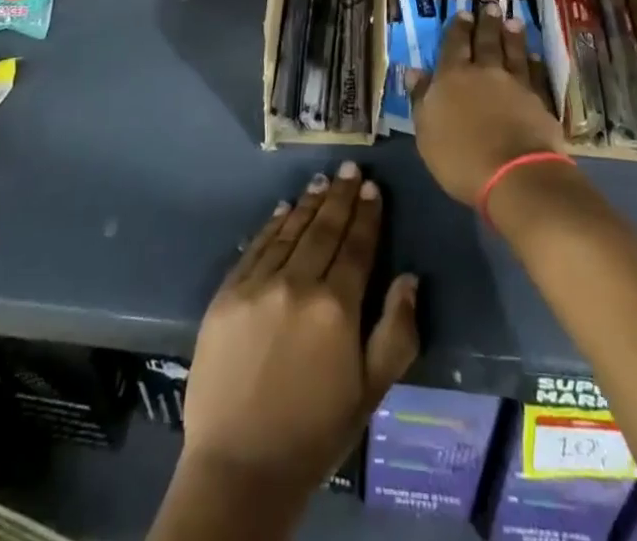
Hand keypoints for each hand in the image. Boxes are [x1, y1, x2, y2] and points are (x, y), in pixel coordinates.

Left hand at [182, 163, 420, 495]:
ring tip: (323, 181)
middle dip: (341, 196)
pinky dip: (273, 225)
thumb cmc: (315, 432)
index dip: (368, 215)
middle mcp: (298, 284)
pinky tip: (284, 209)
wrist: (240, 468)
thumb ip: (396, 331)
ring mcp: (258, 285)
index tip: (373, 188)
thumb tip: (408, 278)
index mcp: (337, 307)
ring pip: (291, 231)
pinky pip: (256, 247)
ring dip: (310, 204)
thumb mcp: (371, 392)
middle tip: (350, 168)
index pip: (357, 246)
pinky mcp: (228, 293)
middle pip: (325, 229)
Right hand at [409, 7, 565, 204]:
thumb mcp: (426, 132)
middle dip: (486, 23)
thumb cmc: (460, 158)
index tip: (463, 13)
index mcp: (452, 77)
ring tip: (513, 21)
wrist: (514, 174)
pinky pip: (535, 74)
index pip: (454, 45)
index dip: (458, 28)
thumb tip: (413, 70)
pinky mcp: (538, 100)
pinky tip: (535, 55)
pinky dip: (535, 62)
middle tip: (490, 6)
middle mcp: (484, 72)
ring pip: (513, 52)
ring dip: (512, 36)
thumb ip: (421, 98)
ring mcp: (515, 84)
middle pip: (485, 42)